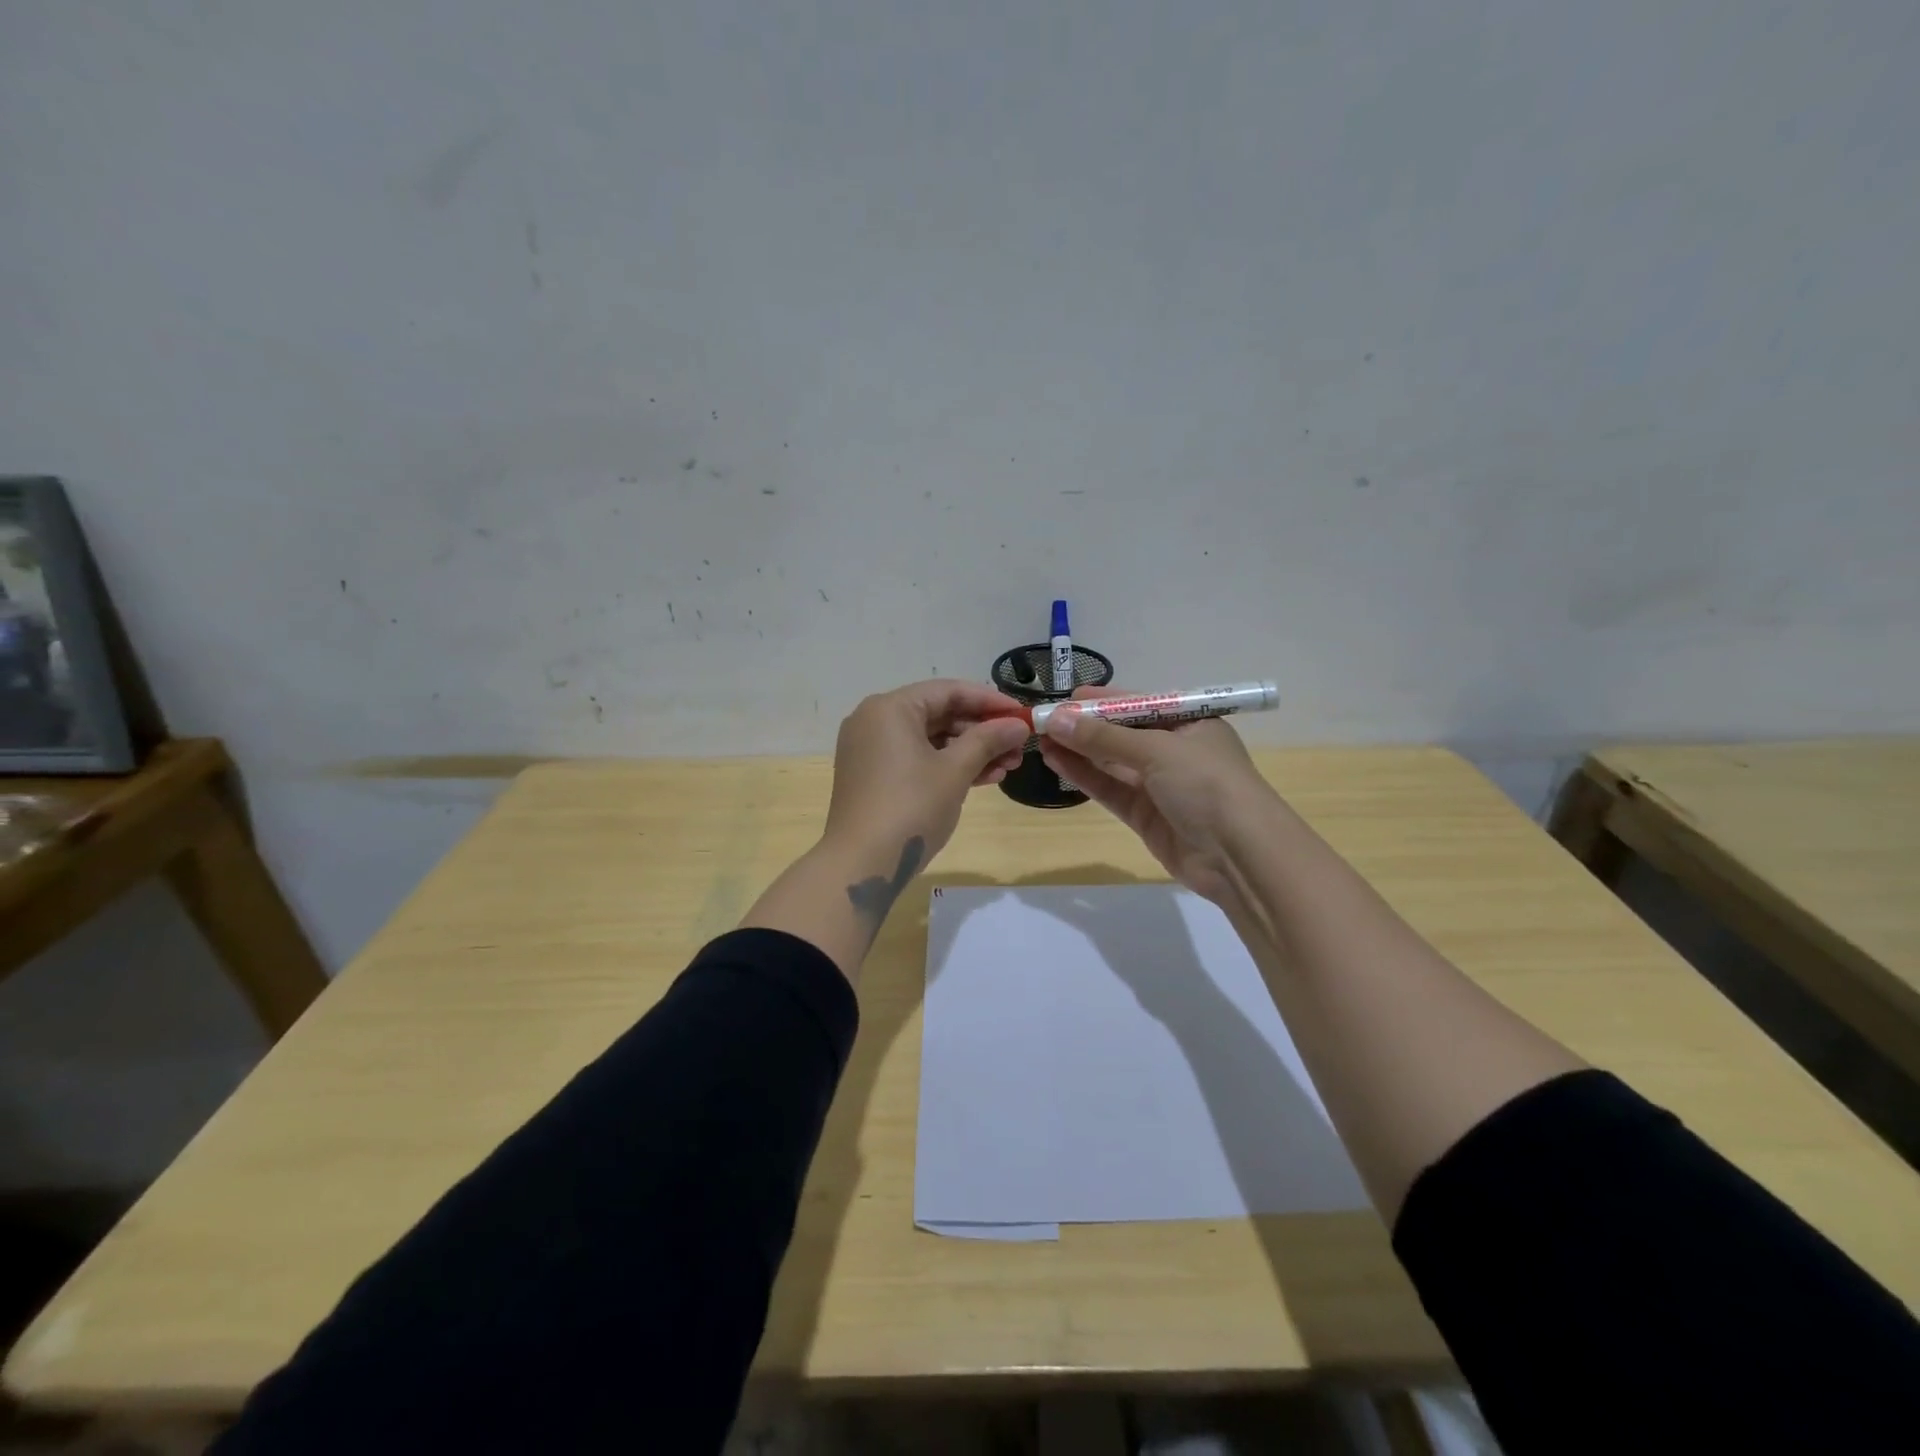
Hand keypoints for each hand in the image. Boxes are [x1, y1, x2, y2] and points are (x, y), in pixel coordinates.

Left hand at [823, 679, 1029, 869]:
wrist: (861, 865)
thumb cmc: (910, 808)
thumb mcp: (955, 771)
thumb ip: (988, 741)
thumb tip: (1019, 725)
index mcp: (890, 708)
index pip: (949, 691)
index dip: (990, 701)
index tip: (1023, 715)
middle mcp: (875, 720)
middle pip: (939, 714)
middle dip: (983, 731)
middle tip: (1019, 746)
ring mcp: (871, 750)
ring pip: (930, 739)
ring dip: (970, 751)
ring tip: (1009, 767)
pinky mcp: (874, 776)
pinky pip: (917, 759)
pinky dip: (947, 766)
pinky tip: (984, 778)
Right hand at [1038, 687, 1277, 903]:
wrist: (1240, 856)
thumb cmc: (1207, 785)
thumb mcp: (1157, 750)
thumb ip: (1104, 737)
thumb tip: (1056, 719)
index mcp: (1190, 723)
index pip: (1140, 704)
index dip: (1103, 701)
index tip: (1065, 698)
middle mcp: (1175, 750)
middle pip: (1121, 733)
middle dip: (1084, 726)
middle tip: (1042, 719)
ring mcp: (1159, 785)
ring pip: (1111, 762)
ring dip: (1078, 750)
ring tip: (1040, 739)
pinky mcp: (1145, 815)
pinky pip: (1110, 789)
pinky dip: (1084, 776)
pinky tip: (1056, 761)